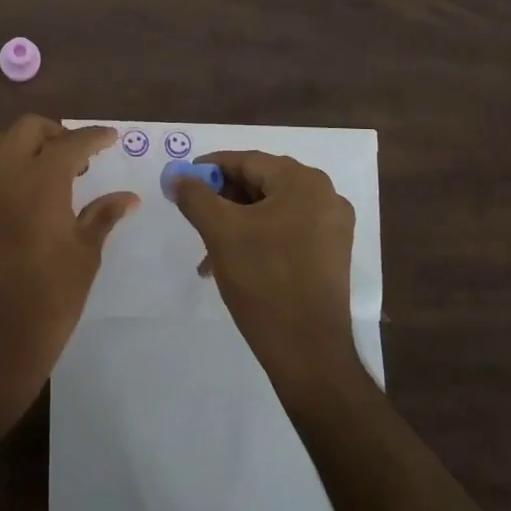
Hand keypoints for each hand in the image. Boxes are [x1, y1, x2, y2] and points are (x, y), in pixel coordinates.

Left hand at [0, 115, 138, 408]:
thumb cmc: (47, 301)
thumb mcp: (84, 257)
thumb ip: (103, 217)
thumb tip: (128, 197)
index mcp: (40, 182)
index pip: (71, 142)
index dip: (95, 136)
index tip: (112, 137)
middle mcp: (5, 176)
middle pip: (28, 128)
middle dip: (57, 132)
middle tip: (81, 157)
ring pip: (3, 144)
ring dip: (31, 145)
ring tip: (58, 174)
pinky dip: (12, 164)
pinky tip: (32, 193)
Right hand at [174, 151, 358, 385]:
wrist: (308, 350)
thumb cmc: (264, 280)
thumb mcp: (220, 232)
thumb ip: (195, 196)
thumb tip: (178, 177)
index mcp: (303, 182)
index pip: (247, 161)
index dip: (209, 168)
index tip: (181, 182)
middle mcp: (325, 196)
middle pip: (261, 183)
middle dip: (223, 199)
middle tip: (194, 214)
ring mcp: (332, 226)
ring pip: (271, 210)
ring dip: (237, 222)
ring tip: (208, 250)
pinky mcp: (332, 253)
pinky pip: (287, 231)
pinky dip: (257, 238)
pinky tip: (233, 262)